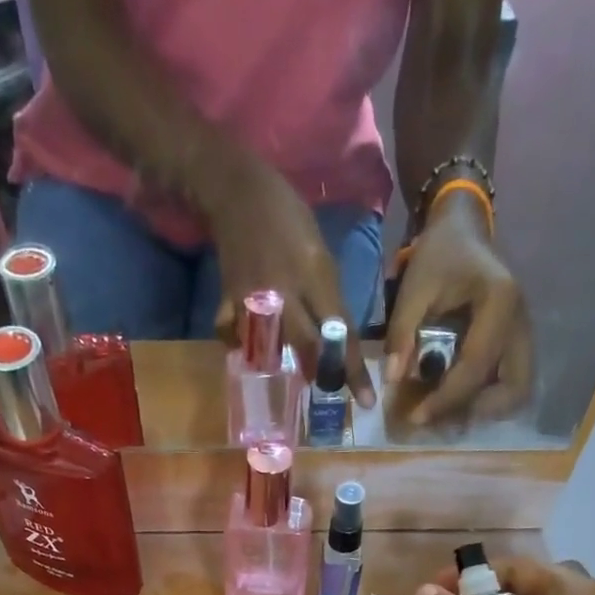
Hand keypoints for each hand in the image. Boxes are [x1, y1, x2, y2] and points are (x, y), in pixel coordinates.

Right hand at [202, 154, 374, 406]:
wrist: (238, 192)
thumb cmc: (288, 218)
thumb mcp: (320, 252)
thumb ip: (328, 297)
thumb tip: (338, 338)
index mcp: (315, 275)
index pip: (341, 332)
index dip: (354, 370)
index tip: (365, 401)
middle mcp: (286, 291)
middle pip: (309, 348)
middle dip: (321, 372)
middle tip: (326, 384)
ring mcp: (254, 299)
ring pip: (271, 351)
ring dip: (282, 362)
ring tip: (289, 364)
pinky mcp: (228, 302)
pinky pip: (234, 338)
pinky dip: (240, 345)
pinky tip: (247, 342)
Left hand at [386, 197, 532, 424]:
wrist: (463, 230)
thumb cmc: (439, 255)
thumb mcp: (414, 287)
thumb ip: (402, 332)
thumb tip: (392, 381)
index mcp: (499, 303)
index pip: (476, 367)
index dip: (446, 399)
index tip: (416, 417)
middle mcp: (521, 322)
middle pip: (514, 388)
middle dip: (477, 410)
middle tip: (441, 418)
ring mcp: (524, 333)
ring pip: (518, 390)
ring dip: (486, 409)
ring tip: (448, 412)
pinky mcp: (518, 342)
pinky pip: (511, 382)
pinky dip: (488, 398)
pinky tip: (458, 398)